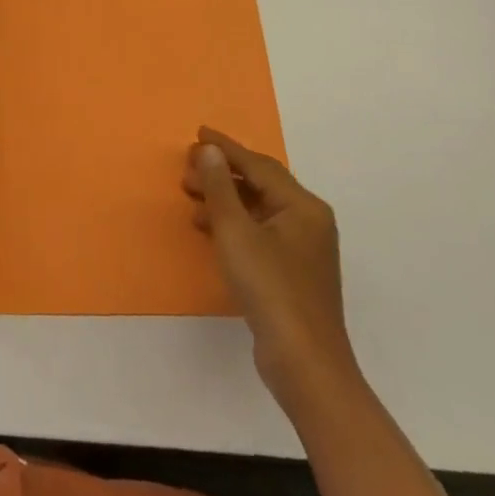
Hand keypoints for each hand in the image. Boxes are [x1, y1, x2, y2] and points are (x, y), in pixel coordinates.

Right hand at [185, 127, 355, 409]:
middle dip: (222, 174)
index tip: (198, 133)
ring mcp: (303, 248)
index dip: (226, 148)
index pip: (258, 164)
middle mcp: (308, 221)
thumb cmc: (270, 288)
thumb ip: (221, 186)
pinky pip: (259, 231)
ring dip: (224, 199)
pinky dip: (233, 224)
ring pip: (258, 209)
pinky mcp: (293, 272)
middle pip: (260, 184)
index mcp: (302, 206)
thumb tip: (210, 150)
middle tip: (186, 170)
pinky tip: (209, 229)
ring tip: (191, 197)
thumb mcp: (236, 231)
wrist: (304, 362)